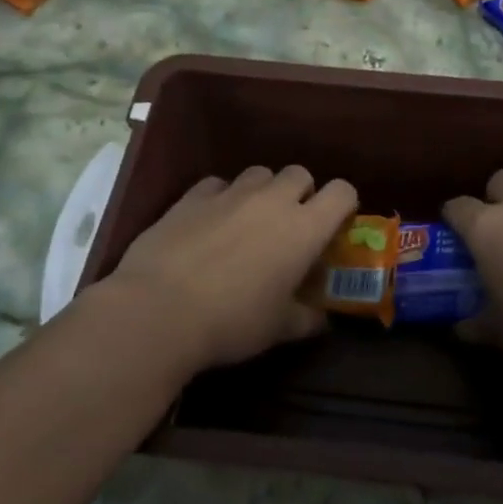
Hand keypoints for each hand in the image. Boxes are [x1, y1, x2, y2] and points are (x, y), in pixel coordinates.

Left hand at [101, 165, 357, 373]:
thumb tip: (321, 319)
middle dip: (301, 193)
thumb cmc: (232, 322)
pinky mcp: (191, 197)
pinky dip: (221, 197)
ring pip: (259, 174)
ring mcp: (229, 194)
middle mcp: (272, 200)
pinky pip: (217, 184)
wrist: (158, 311)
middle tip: (290, 226)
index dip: (344, 204)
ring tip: (249, 221)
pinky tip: (210, 222)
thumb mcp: (279, 329)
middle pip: (300, 174)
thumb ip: (307, 319)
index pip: (342, 192)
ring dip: (262, 191)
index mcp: (304, 229)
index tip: (335, 226)